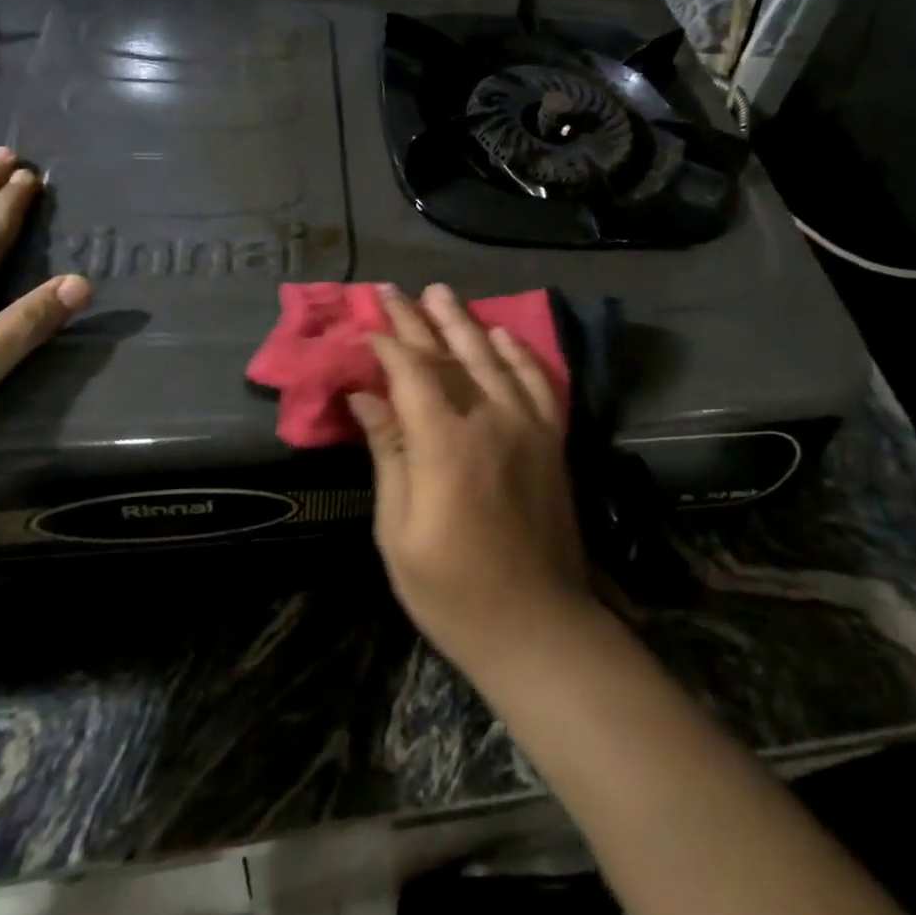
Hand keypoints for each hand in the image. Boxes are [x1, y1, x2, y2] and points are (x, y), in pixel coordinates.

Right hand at [349, 284, 592, 675]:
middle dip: (419, 319)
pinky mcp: (551, 440)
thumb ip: (388, 453)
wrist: (536, 625)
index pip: (411, 371)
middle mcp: (490, 419)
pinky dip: (517, 353)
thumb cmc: (452, 590)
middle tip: (394, 289)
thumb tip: (365, 395)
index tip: (364, 323)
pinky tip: (502, 335)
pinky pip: (536, 382)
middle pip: (450, 355)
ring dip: (464, 323)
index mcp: (445, 442)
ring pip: (492, 358)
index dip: (386, 342)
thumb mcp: (398, 530)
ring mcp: (527, 426)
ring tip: (441, 294)